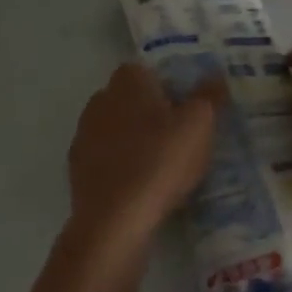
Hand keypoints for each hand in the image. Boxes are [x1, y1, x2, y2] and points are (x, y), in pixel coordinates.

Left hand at [67, 63, 223, 248]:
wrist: (115, 221)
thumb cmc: (161, 161)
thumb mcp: (200, 124)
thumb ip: (209, 95)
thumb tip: (214, 75)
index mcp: (128, 81)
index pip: (148, 70)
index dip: (168, 86)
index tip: (187, 108)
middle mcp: (100, 100)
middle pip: (131, 98)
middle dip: (151, 111)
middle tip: (180, 135)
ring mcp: (84, 135)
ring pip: (117, 128)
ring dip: (135, 139)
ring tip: (163, 164)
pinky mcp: (77, 169)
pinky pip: (106, 157)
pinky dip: (122, 164)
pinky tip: (141, 185)